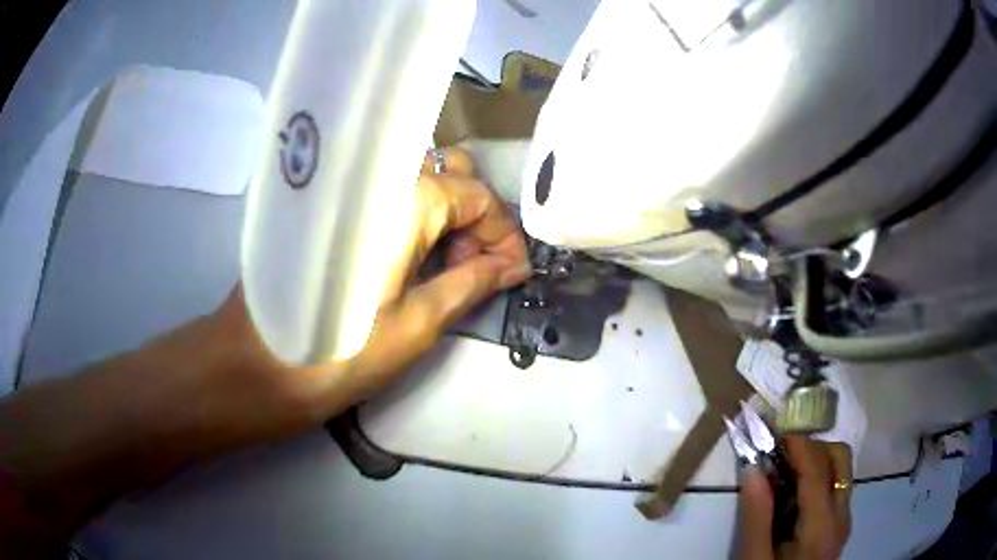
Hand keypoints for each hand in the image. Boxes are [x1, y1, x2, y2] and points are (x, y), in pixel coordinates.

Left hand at [167, 147, 531, 447]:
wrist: (253, 367)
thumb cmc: (337, 353)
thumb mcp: (415, 325)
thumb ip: (470, 285)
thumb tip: (512, 266)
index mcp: (405, 199)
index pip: (478, 194)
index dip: (503, 234)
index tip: (511, 274)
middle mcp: (379, 178)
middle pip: (451, 177)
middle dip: (477, 221)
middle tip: (478, 272)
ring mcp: (352, 191)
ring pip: (419, 184)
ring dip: (447, 221)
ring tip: (451, 273)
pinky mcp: (333, 209)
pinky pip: (390, 200)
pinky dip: (416, 224)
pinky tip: (418, 263)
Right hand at [736, 438, 852, 559]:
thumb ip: (756, 516)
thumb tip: (752, 469)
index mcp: (821, 526)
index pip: (817, 468)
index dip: (796, 442)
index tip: (771, 428)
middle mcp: (842, 514)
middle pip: (840, 457)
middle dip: (811, 445)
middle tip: (778, 453)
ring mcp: (844, 518)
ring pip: (841, 468)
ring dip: (815, 458)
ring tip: (783, 471)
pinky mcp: (839, 523)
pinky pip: (835, 485)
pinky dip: (817, 476)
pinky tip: (792, 493)